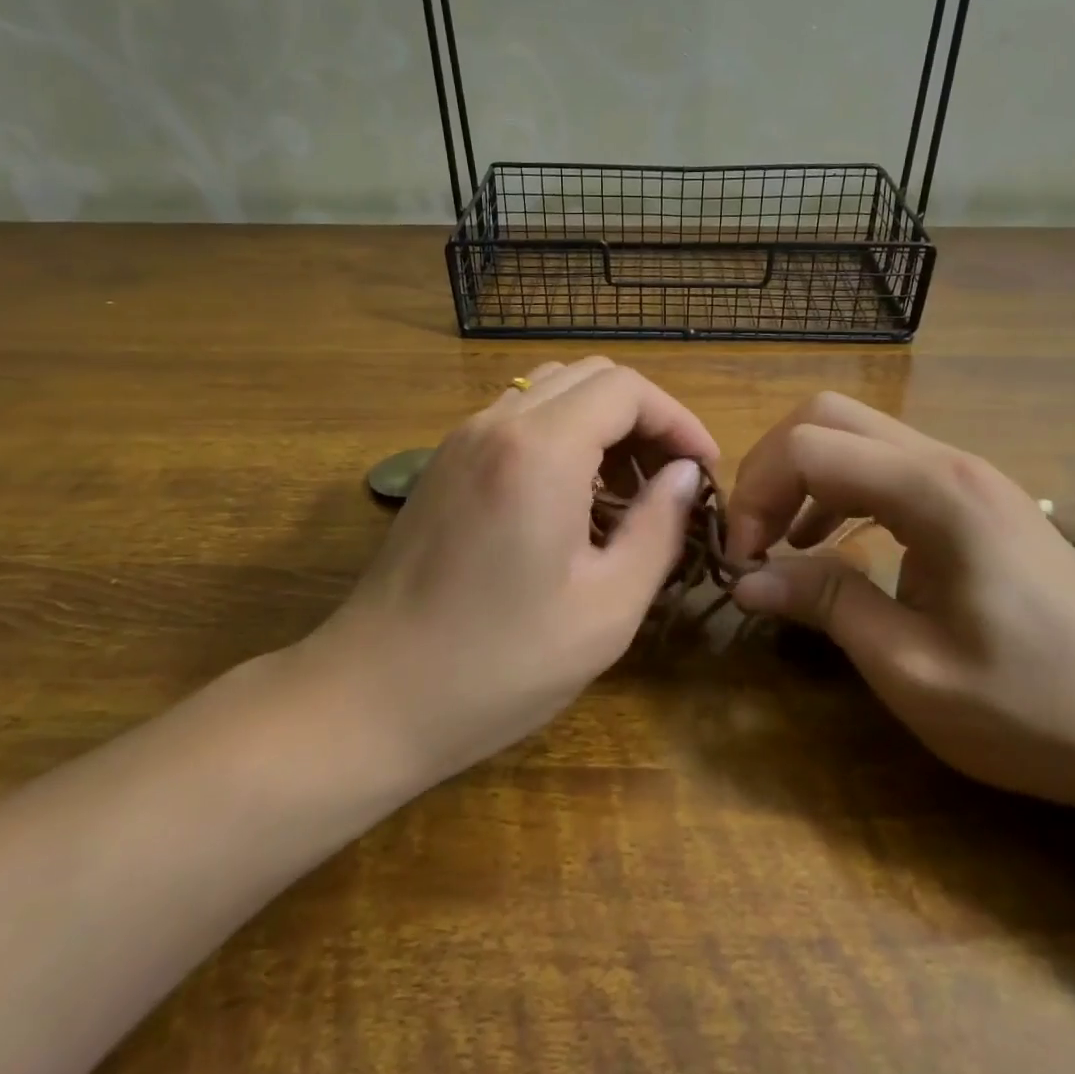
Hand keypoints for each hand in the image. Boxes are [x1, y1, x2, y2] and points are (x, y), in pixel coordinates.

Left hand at [309, 358, 713, 789]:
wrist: (371, 697)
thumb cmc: (500, 664)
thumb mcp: (607, 607)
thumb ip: (658, 527)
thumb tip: (684, 476)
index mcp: (540, 450)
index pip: (627, 389)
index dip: (678, 419)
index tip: (702, 469)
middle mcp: (497, 424)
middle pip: (590, 376)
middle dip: (643, 416)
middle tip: (669, 479)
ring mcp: (461, 439)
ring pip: (551, 389)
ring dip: (600, 422)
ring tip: (625, 490)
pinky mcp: (443, 463)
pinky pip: (517, 418)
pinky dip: (560, 434)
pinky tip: (571, 497)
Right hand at [726, 393, 1074, 814]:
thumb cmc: (1041, 708)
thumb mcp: (915, 671)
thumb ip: (826, 607)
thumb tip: (745, 579)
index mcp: (933, 492)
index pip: (809, 447)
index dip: (755, 494)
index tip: (742, 559)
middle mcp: (947, 462)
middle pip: (827, 415)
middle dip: (772, 467)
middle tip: (753, 537)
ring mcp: (966, 475)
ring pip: (855, 434)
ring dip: (803, 476)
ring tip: (781, 542)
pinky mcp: (975, 499)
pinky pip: (885, 466)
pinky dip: (839, 491)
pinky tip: (832, 545)